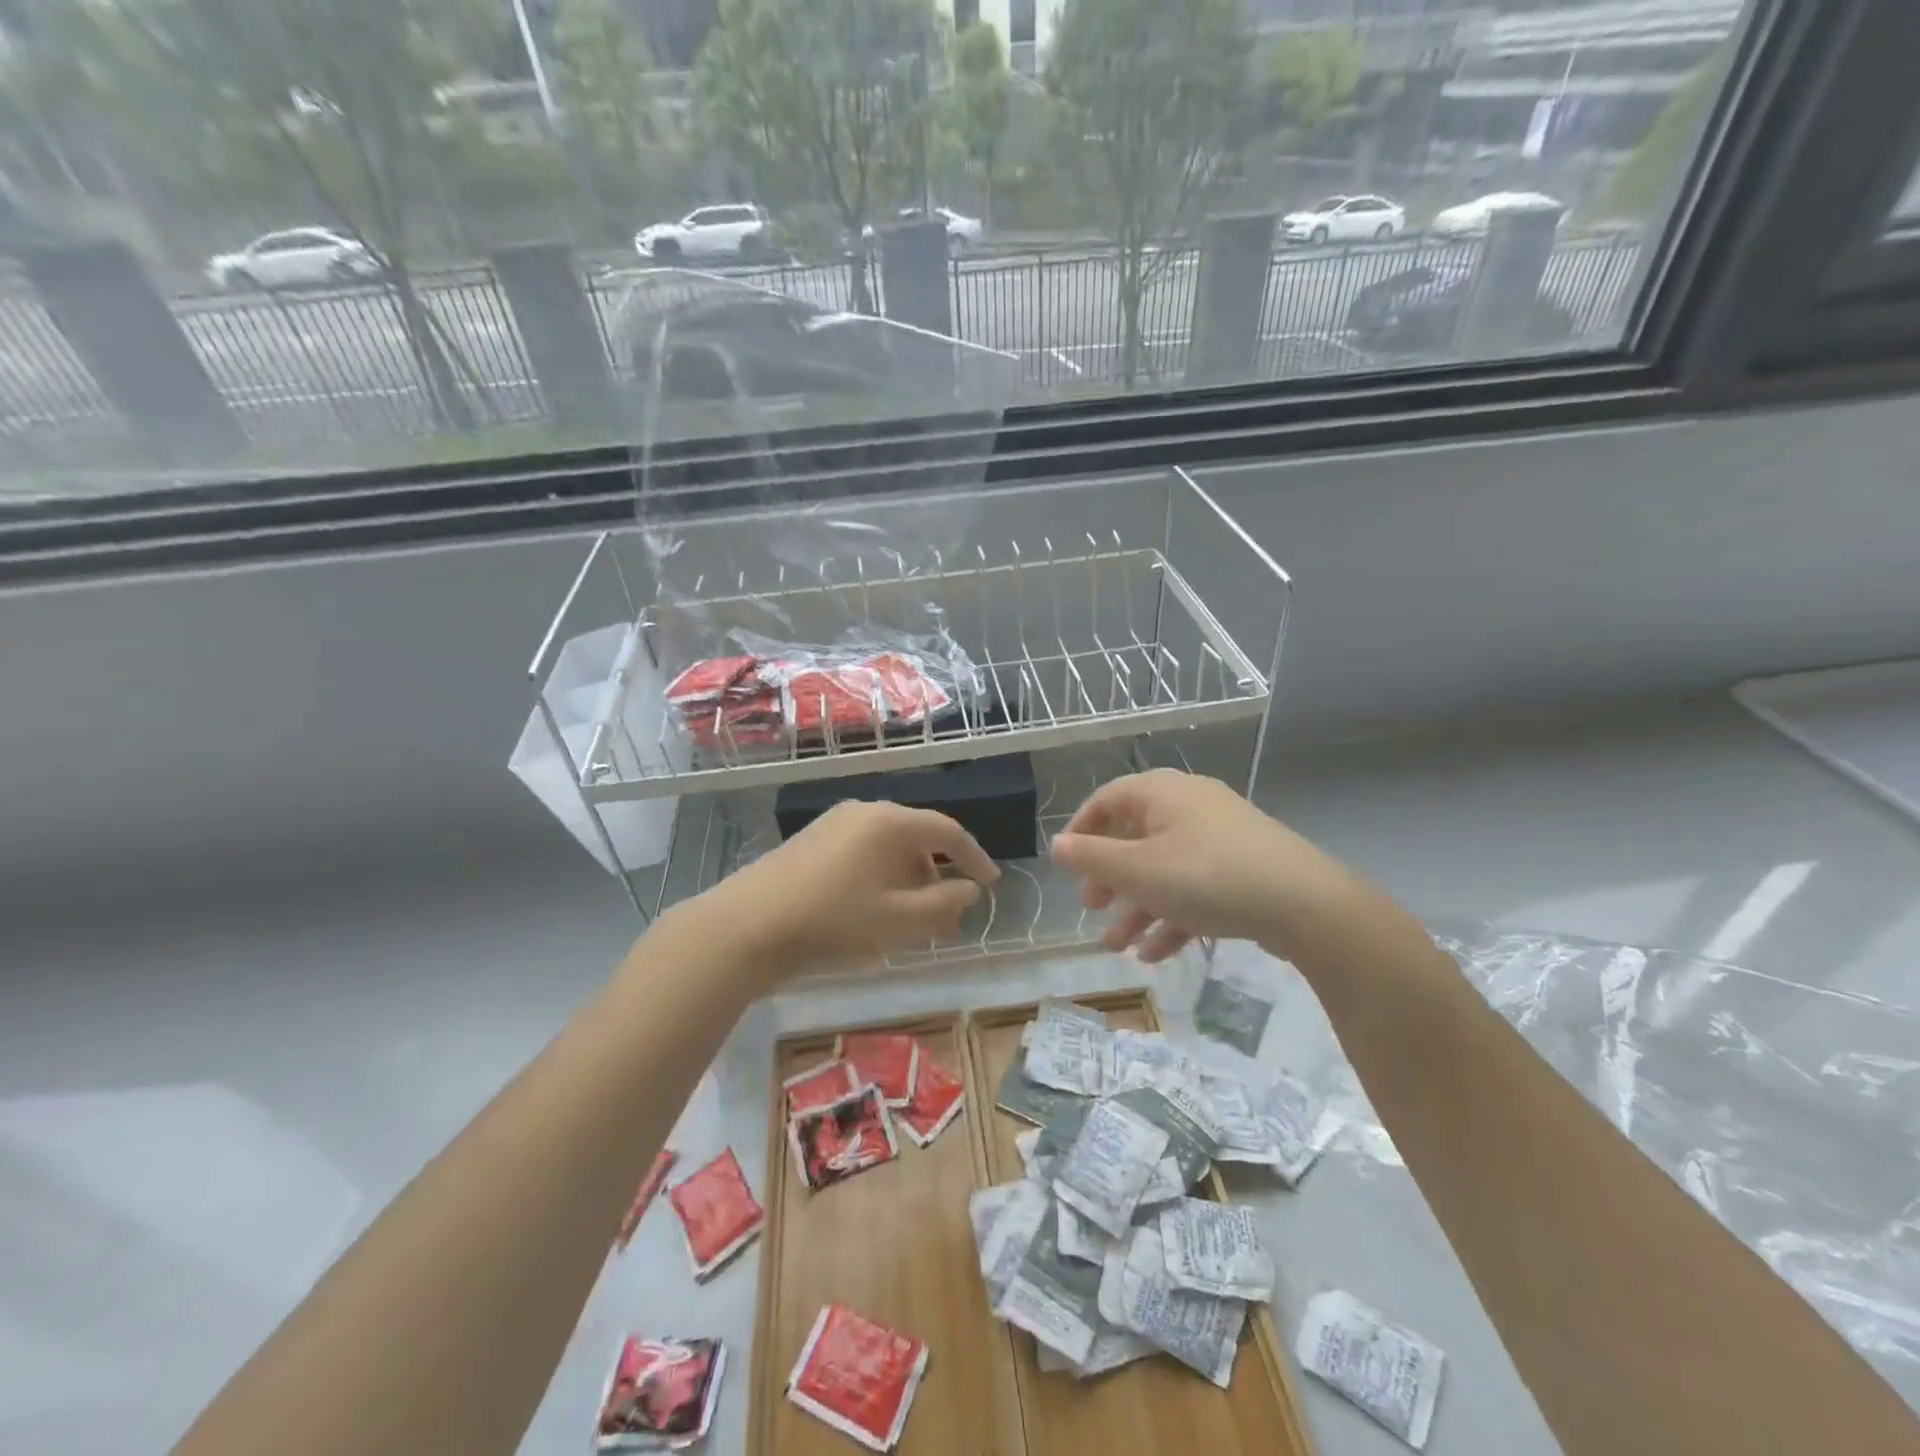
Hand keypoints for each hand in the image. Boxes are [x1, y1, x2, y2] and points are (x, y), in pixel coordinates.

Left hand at [680, 801, 999, 986]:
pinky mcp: (810, 842)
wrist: (746, 927)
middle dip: (938, 878)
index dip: (975, 857)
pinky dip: (881, 880)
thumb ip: (944, 904)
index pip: (948, 832)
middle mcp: (864, 812)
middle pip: (917, 840)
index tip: (991, 884)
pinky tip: (874, 913)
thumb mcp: (899, 921)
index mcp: (890, 823)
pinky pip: (862, 855)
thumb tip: (970, 888)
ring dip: (909, 882)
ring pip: (887, 850)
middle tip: (948, 919)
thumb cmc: (833, 922)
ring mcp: (833, 825)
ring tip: (913, 924)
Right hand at [1049, 769, 1353, 962]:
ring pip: (1164, 869)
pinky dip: (1172, 915)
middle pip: (1135, 838)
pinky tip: (1155, 953)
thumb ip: (1091, 858)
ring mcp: (1220, 837)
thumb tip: (1056, 845)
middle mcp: (1189, 806)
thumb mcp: (1138, 871)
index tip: (1066, 866)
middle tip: (1093, 908)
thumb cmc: (1206, 877)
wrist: (1305, 903)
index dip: (1081, 831)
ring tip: (1118, 947)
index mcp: (1161, 793)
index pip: (1107, 800)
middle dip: (1110, 879)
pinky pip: (1194, 887)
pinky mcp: (1243, 868)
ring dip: (1137, 907)